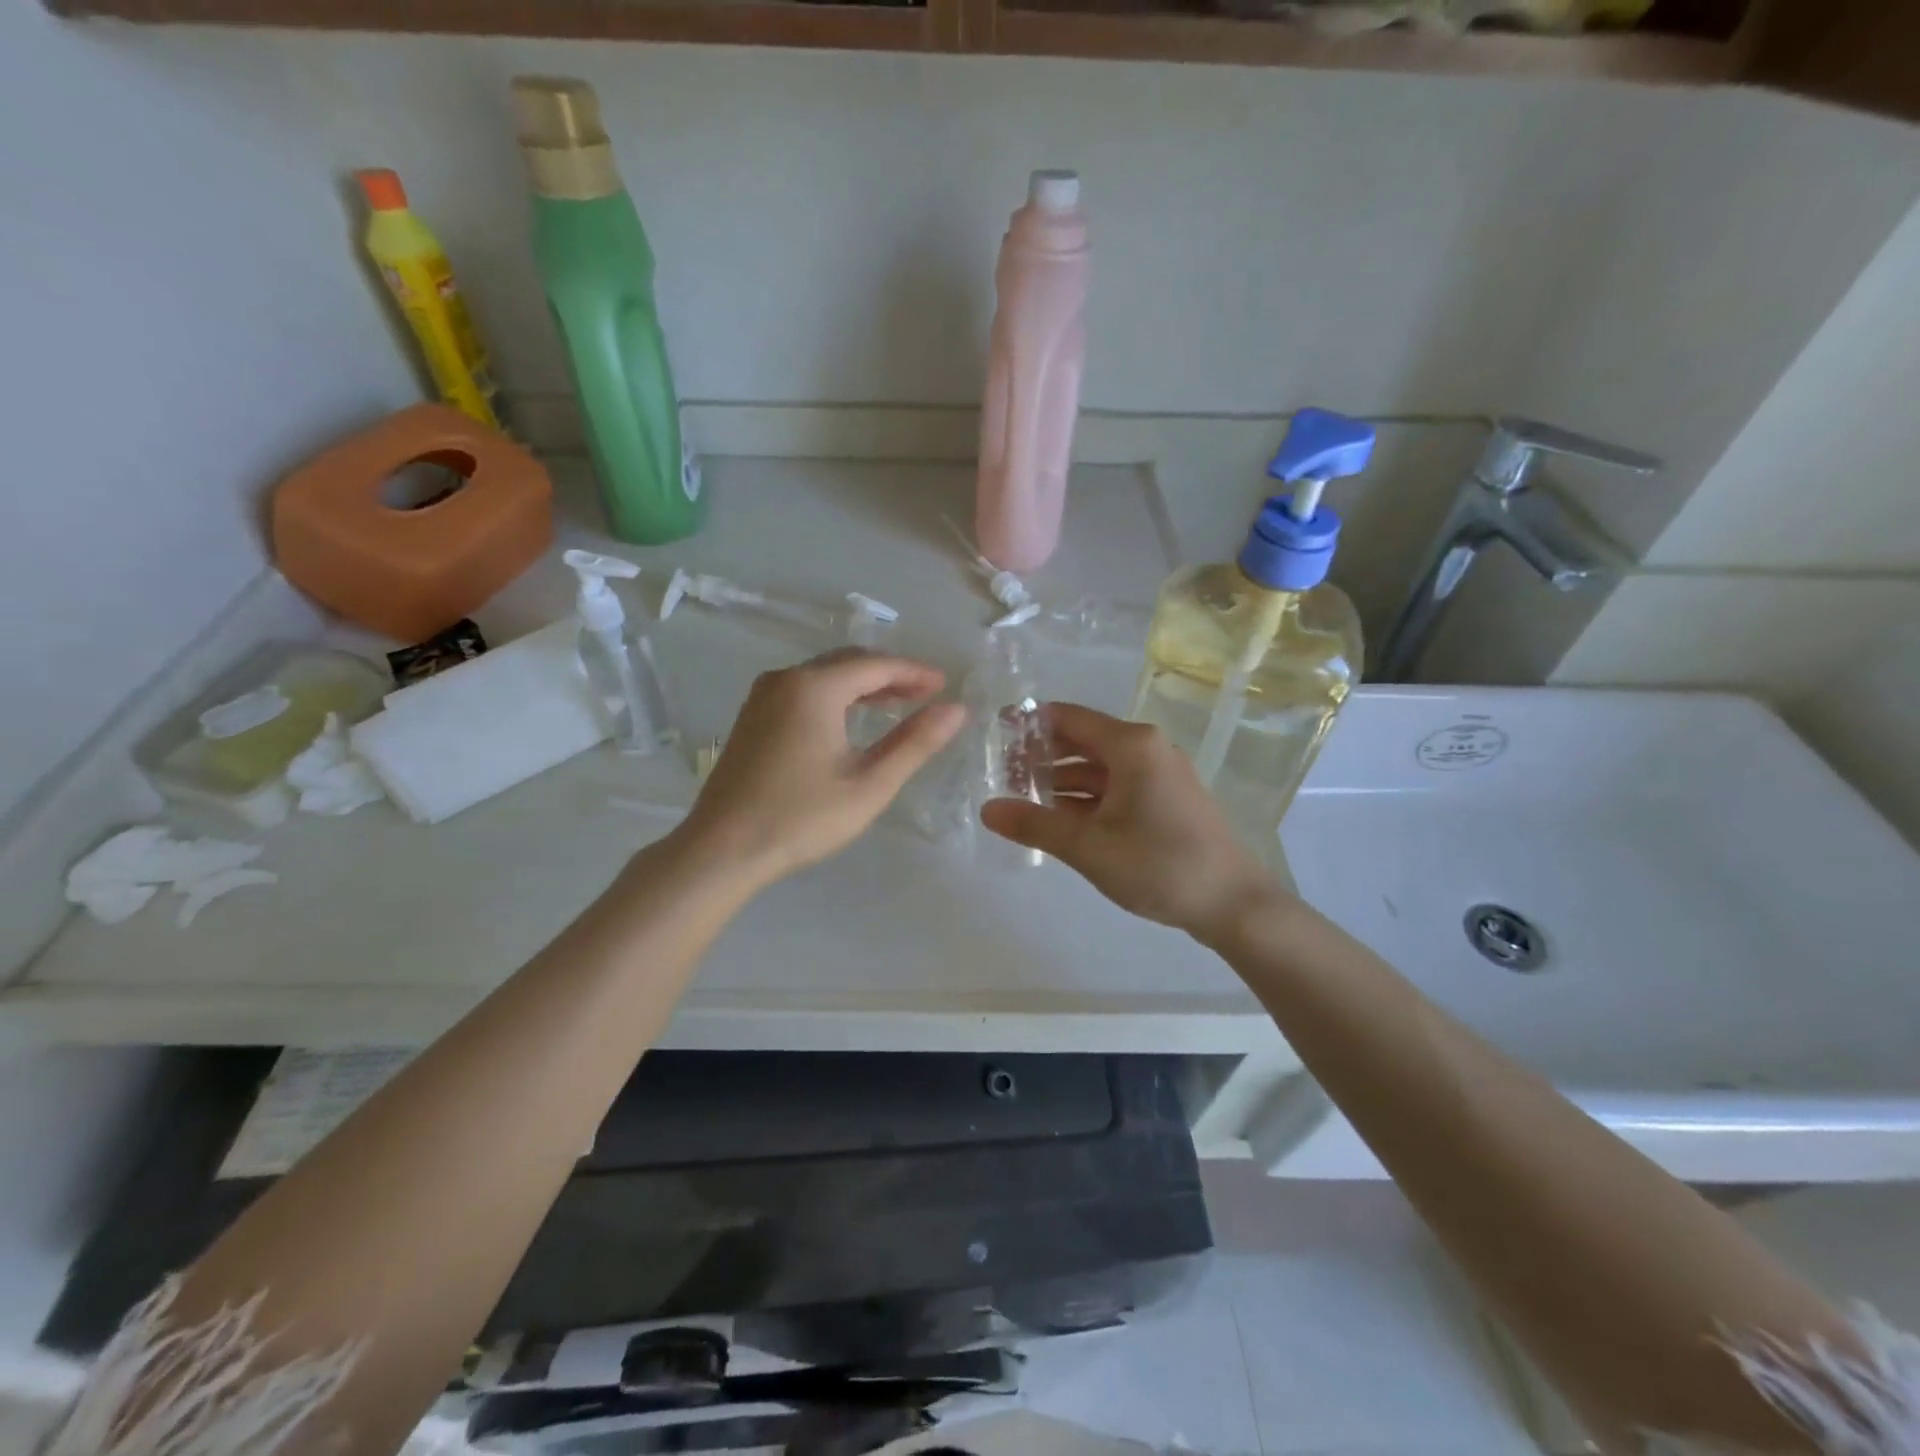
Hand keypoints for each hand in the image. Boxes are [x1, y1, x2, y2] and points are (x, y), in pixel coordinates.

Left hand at [677, 650, 965, 888]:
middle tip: (926, 693)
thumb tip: (956, 710)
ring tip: (898, 704)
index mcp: (814, 687)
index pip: (876, 665)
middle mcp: (786, 679)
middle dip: (890, 674)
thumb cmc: (801, 818)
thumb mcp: (869, 784)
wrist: (721, 850)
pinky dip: (835, 696)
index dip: (915, 673)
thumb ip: (914, 743)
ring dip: (863, 685)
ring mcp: (763, 697)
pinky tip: (850, 719)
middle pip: (848, 663)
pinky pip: (803, 691)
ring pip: (824, 676)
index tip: (945, 685)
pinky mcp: (752, 717)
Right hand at [980, 703, 1284, 942]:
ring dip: (1062, 781)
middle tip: (1001, 773)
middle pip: (1083, 741)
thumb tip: (987, 809)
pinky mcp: (1166, 800)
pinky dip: (1086, 798)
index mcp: (1132, 745)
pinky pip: (1116, 787)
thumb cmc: (1160, 865)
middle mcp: (1147, 750)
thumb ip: (1035, 824)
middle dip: (1042, 756)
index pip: (1068, 718)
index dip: (1030, 723)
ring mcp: (1160, 775)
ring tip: (1022, 799)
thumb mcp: (1088, 847)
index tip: (995, 733)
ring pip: (1099, 768)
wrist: (1234, 903)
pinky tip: (1060, 818)